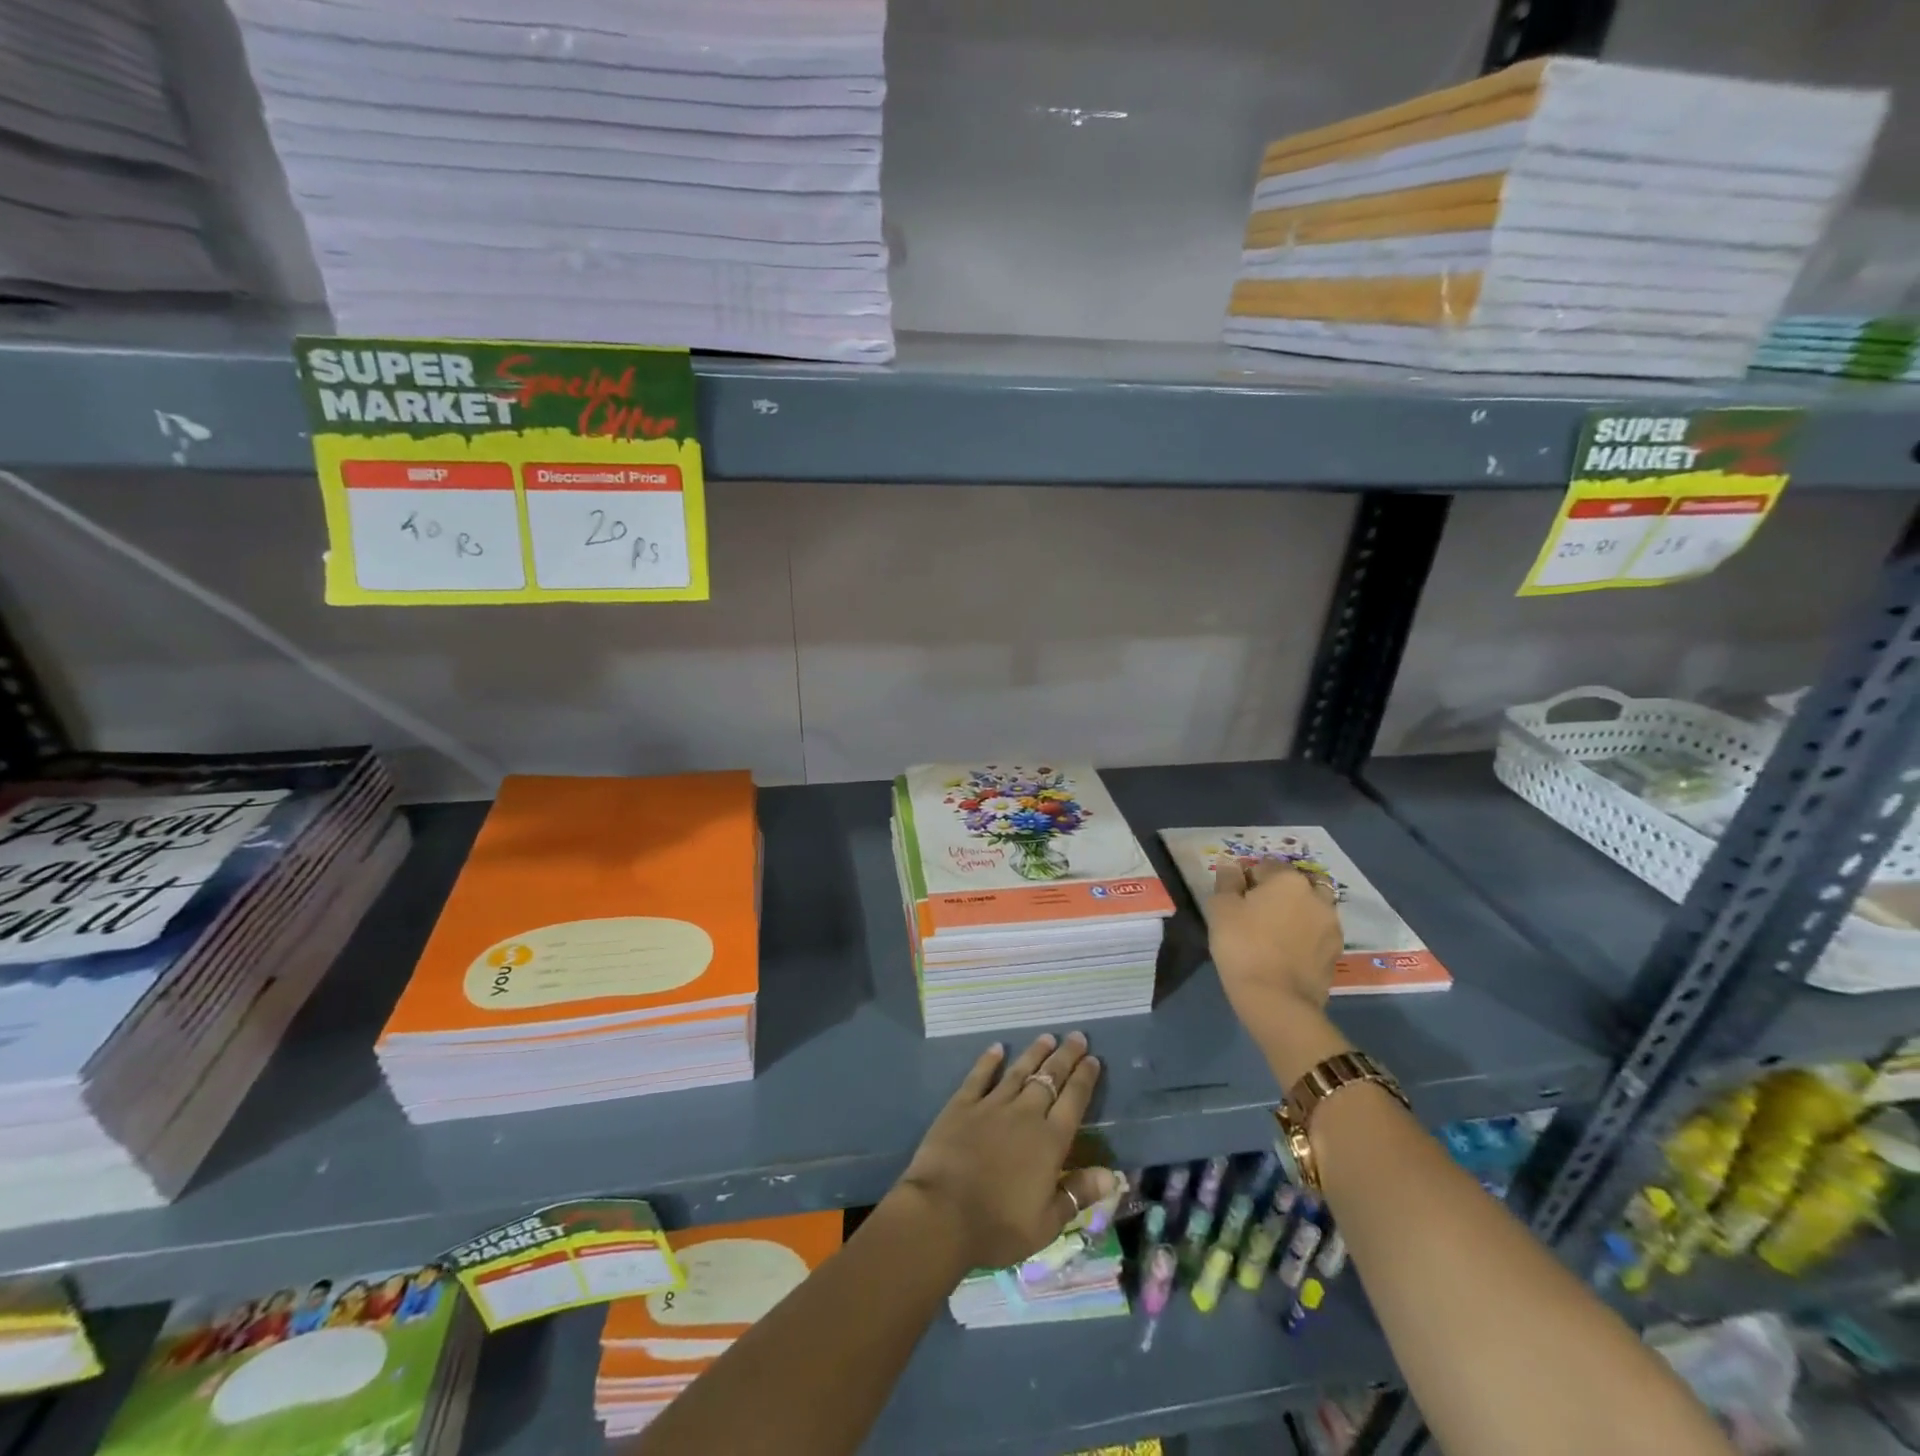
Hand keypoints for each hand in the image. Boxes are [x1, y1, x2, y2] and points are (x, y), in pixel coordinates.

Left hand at [893, 1032, 1117, 1271]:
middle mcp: (1025, 1115)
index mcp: (1049, 1142)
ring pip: (1018, 1071)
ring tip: (1047, 1037)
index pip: (1073, 1102)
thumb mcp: (1047, 1224)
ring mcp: (992, 1106)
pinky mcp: (962, 1105)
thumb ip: (1078, 1193)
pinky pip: (979, 1076)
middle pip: (1049, 1079)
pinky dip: (989, 1060)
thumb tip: (1112, 1174)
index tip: (1093, 1059)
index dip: (1085, 1079)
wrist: (942, 1213)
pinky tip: (997, 1048)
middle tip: (1077, 1036)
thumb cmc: (998, 1226)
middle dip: (1065, 1056)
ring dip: (1034, 1053)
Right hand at [1205, 860, 1350, 1082]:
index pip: (1265, 866)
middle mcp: (1316, 896)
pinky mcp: (1337, 952)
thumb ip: (1227, 881)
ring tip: (1276, 932)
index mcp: (1288, 880)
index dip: (1248, 879)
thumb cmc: (1242, 945)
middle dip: (1280, 892)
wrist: (1276, 999)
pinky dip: (1306, 935)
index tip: (1236, 899)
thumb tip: (1232, 865)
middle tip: (1258, 913)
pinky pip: (1319, 932)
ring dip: (1298, 912)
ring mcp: (1332, 925)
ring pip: (1313, 907)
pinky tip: (1289, 950)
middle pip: (1296, 884)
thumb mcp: (1220, 908)